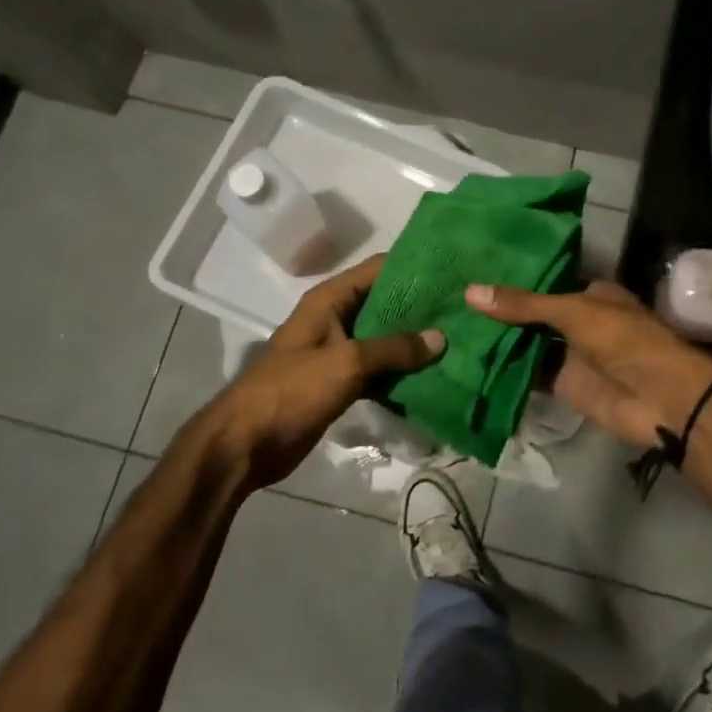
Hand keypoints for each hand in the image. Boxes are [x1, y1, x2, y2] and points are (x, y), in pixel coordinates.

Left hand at [197, 254, 443, 489]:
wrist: (247, 443)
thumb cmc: (292, 390)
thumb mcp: (346, 362)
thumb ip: (394, 349)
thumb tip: (440, 338)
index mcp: (330, 300)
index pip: (378, 269)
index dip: (413, 267)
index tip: (452, 269)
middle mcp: (336, 319)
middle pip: (385, 303)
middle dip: (421, 307)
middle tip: (464, 308)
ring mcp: (339, 352)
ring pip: (385, 339)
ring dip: (415, 342)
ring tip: (459, 338)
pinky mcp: (342, 382)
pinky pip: (379, 368)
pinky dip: (402, 371)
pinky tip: (435, 373)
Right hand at [464, 279, 711, 447]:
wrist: (659, 397)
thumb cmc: (623, 339)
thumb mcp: (572, 311)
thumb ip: (524, 305)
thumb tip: (470, 292)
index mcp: (590, 294)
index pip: (544, 283)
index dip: (513, 280)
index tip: (473, 273)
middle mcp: (579, 321)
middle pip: (533, 315)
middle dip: (500, 312)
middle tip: (451, 302)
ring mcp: (571, 355)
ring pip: (529, 345)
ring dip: (499, 341)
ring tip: (450, 328)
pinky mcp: (564, 385)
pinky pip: (529, 375)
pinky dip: (505, 371)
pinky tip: (469, 362)